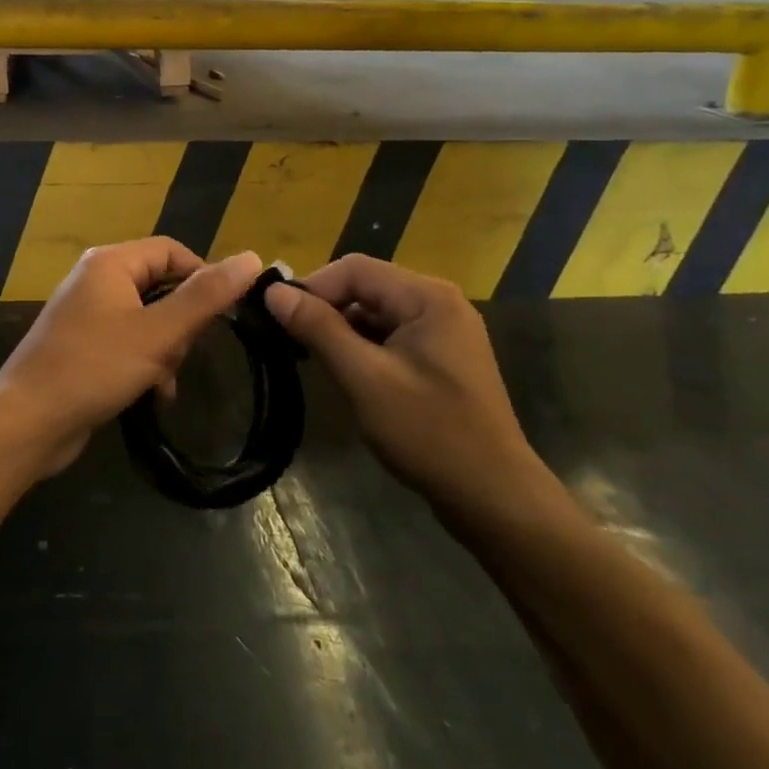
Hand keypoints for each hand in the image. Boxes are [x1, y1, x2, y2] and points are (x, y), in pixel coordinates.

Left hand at [0, 240, 264, 475]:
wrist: (27, 422)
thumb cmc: (94, 368)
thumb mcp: (158, 333)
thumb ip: (205, 297)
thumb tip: (251, 257)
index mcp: (111, 262)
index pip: (172, 251)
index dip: (203, 277)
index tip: (224, 316)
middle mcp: (96, 279)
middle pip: (161, 285)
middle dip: (180, 324)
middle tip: (181, 355)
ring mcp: (86, 313)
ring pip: (148, 319)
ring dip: (164, 350)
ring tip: (163, 381)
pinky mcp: (82, 344)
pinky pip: (128, 342)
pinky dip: (145, 364)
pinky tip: (153, 396)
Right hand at [264, 255, 553, 520]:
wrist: (495, 499)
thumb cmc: (429, 433)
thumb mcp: (365, 378)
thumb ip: (319, 329)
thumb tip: (273, 291)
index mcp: (427, 297)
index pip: (355, 269)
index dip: (312, 287)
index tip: (278, 318)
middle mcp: (438, 302)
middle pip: (366, 287)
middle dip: (326, 309)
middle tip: (291, 341)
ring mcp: (443, 331)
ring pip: (375, 312)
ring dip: (342, 330)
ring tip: (313, 359)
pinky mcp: (441, 358)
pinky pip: (391, 335)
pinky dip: (363, 347)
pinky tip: (347, 373)